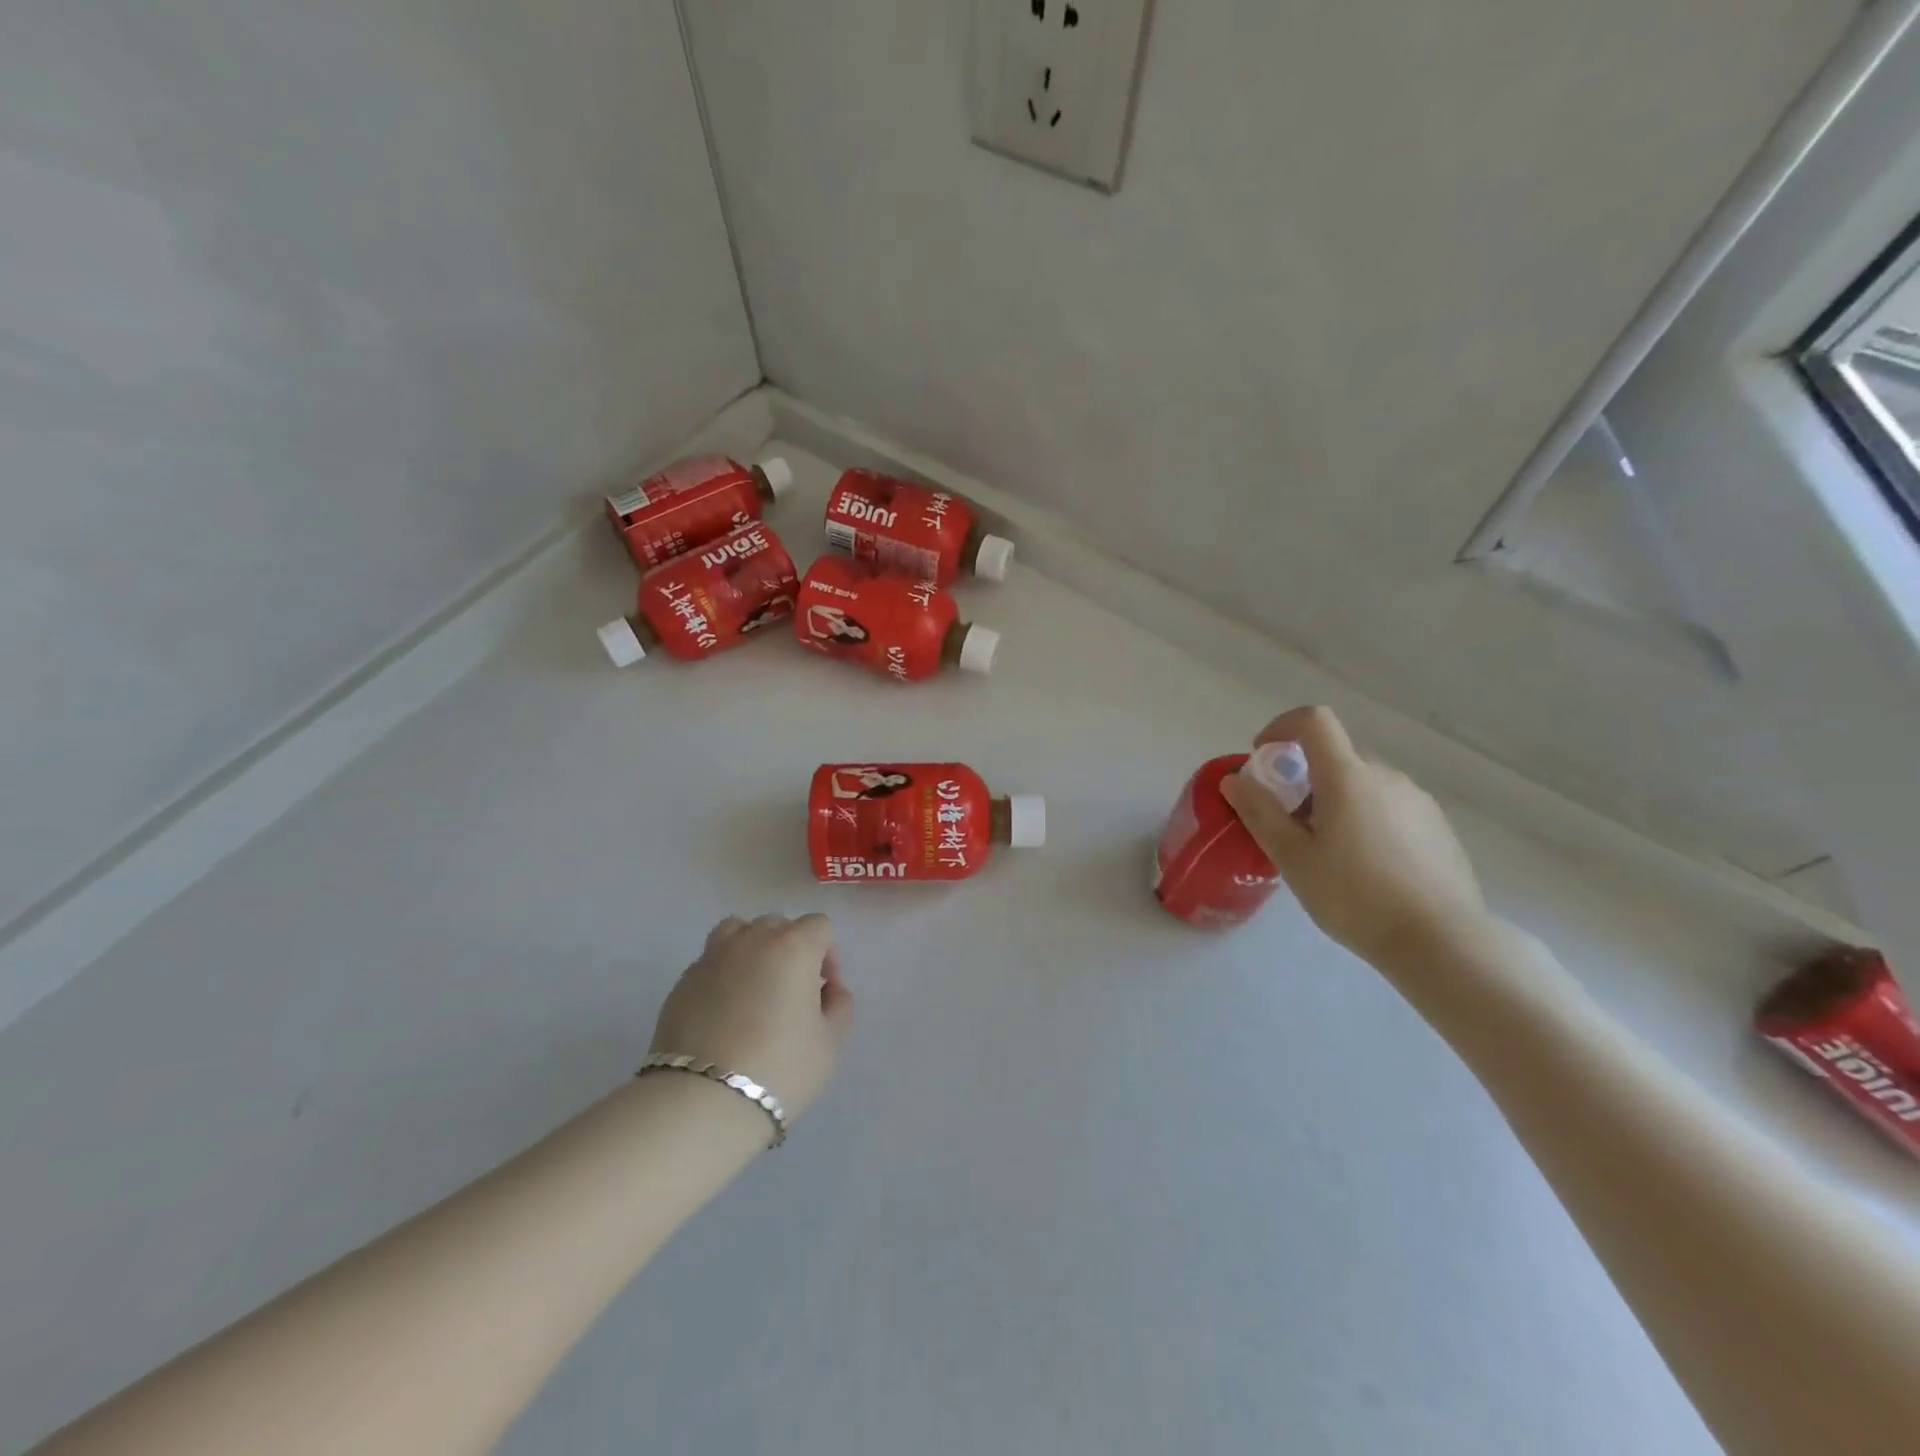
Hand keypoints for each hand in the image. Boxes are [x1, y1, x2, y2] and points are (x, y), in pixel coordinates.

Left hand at [650, 913, 853, 1122]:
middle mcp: (751, 940)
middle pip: (777, 925)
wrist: (703, 1101)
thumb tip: (828, 990)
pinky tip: (724, 1014)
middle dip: (791, 950)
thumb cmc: (780, 1068)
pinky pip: (710, 963)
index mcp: (792, 946)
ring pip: (736, 932)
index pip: (819, 926)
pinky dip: (722, 976)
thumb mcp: (831, 1043)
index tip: (825, 991)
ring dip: (751, 950)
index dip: (828, 954)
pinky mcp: (681, 983)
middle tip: (792, 993)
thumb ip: (839, 1005)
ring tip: (754, 989)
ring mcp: (711, 958)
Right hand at [1219, 706, 1488, 969]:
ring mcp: (1418, 801)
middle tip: (1289, 823)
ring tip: (1328, 852)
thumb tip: (1235, 780)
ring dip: (1336, 800)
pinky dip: (1366, 818)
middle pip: (1336, 757)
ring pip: (1363, 784)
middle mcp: (1386, 777)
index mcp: (1348, 777)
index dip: (1281, 726)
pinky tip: (1366, 867)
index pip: (1314, 721)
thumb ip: (1260, 813)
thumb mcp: (1293, 858)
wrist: (1441, 942)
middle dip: (1304, 778)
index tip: (1263, 756)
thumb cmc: (1354, 897)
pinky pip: (1389, 806)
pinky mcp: (1438, 827)